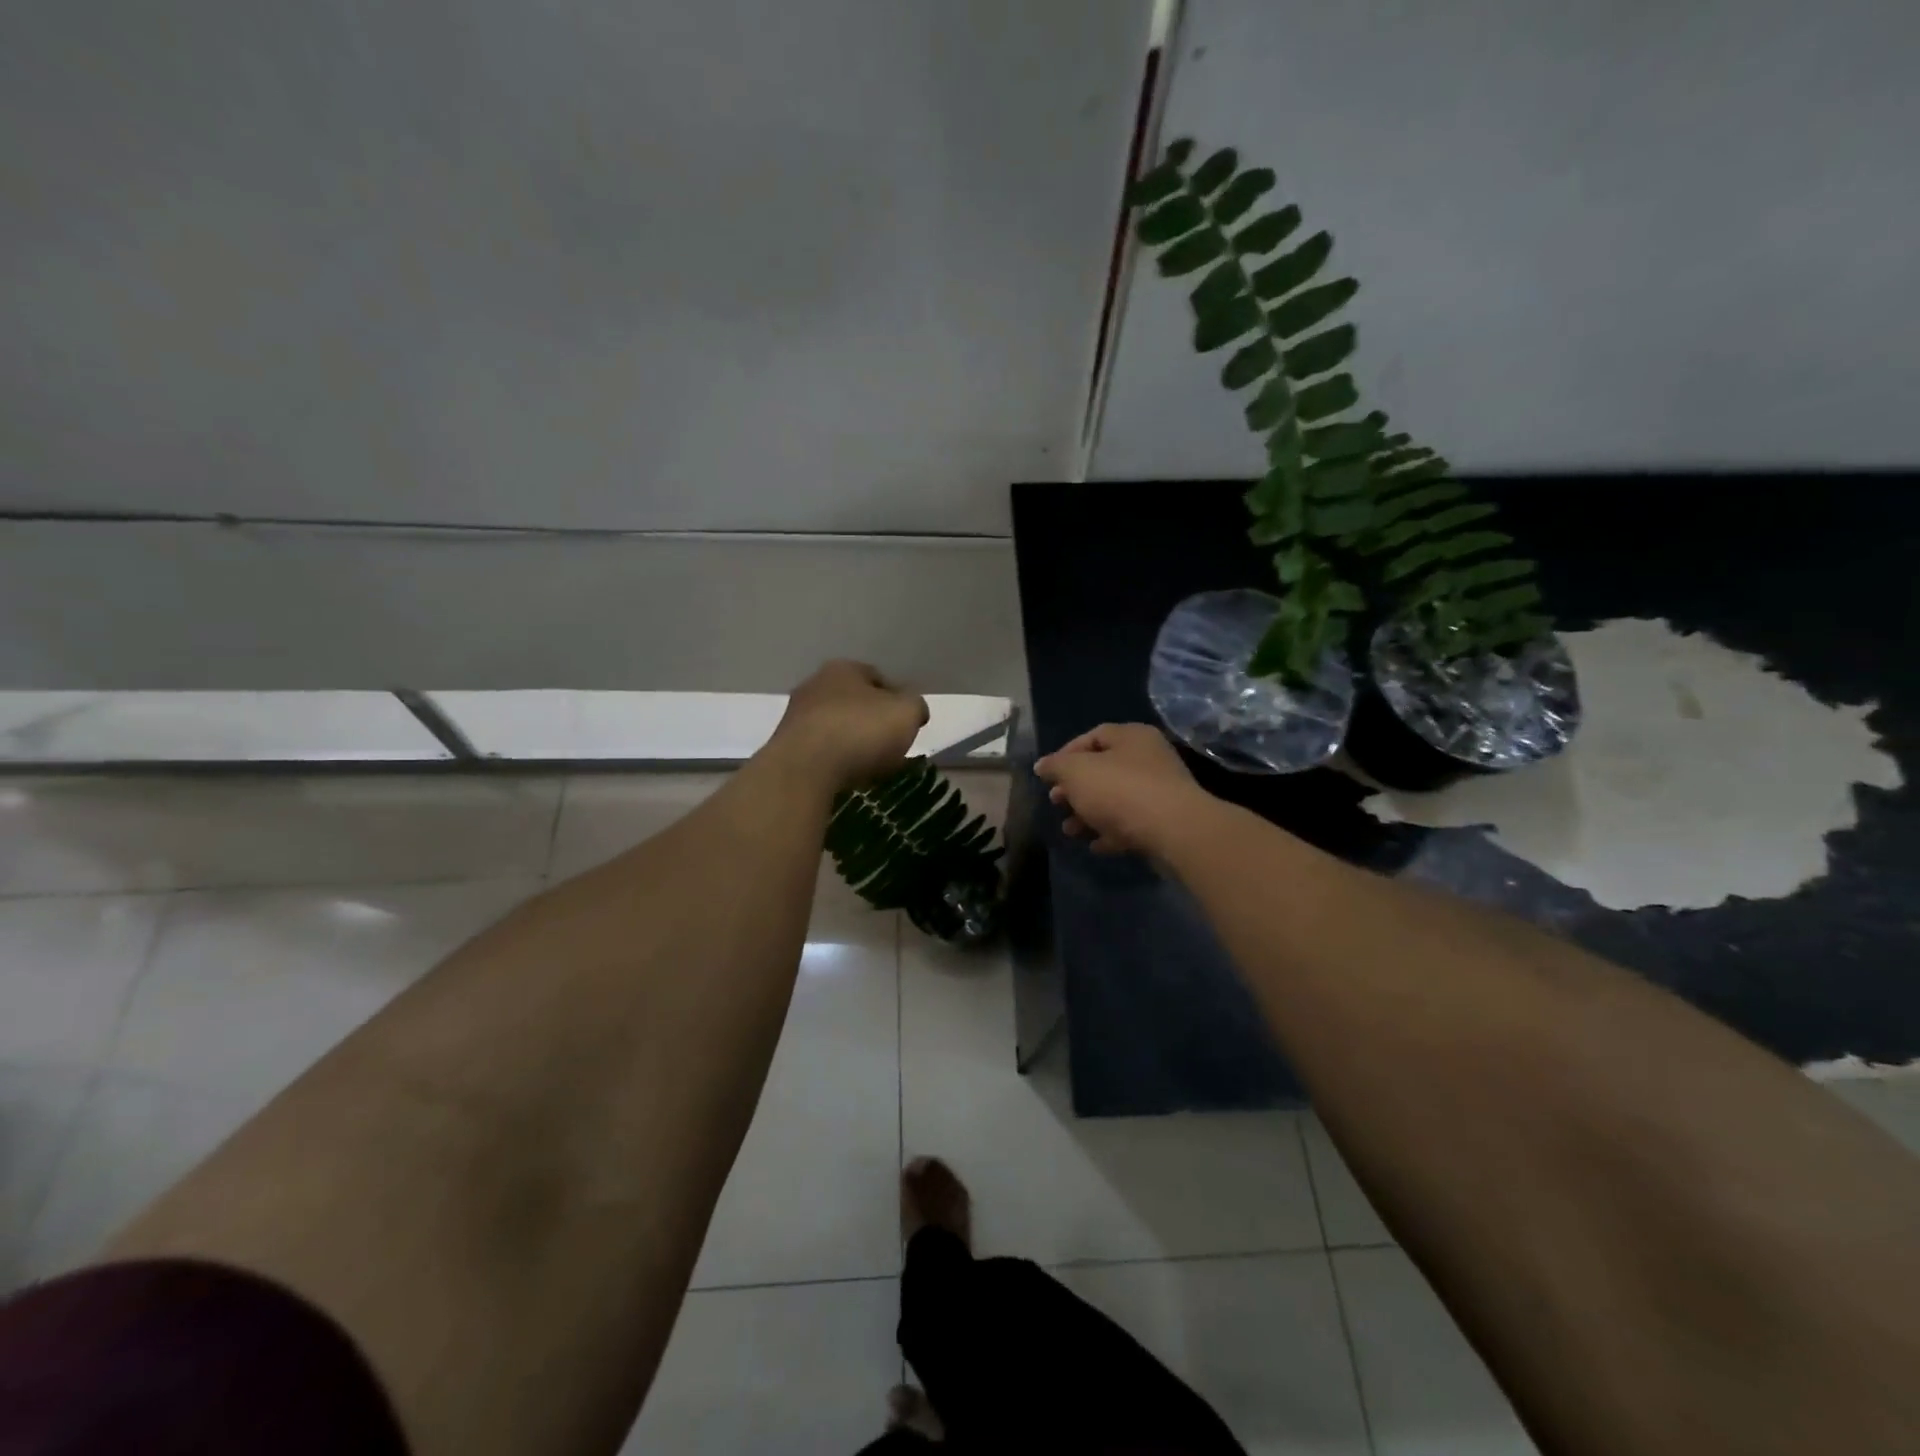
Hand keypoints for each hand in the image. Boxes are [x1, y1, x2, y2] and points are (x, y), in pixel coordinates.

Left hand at [764, 660, 928, 793]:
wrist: (803, 770)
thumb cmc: (860, 731)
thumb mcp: (906, 713)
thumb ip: (915, 707)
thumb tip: (913, 710)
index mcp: (843, 669)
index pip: (878, 678)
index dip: (897, 699)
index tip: (908, 723)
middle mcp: (814, 685)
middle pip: (853, 702)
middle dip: (871, 721)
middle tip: (891, 745)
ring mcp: (795, 717)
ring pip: (835, 727)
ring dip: (851, 742)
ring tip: (870, 766)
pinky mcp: (784, 747)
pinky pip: (820, 751)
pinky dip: (834, 760)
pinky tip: (845, 776)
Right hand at [1033, 723, 1212, 855]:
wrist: (1174, 831)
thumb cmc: (1120, 790)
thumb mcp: (1076, 772)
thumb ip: (1056, 766)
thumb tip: (1042, 765)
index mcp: (1131, 737)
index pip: (1093, 736)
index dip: (1066, 754)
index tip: (1048, 776)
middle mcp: (1149, 759)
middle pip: (1104, 769)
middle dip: (1075, 788)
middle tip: (1056, 802)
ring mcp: (1160, 791)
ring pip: (1116, 799)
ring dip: (1089, 813)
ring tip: (1069, 830)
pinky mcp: (1165, 821)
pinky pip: (1131, 823)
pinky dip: (1111, 832)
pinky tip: (1095, 845)